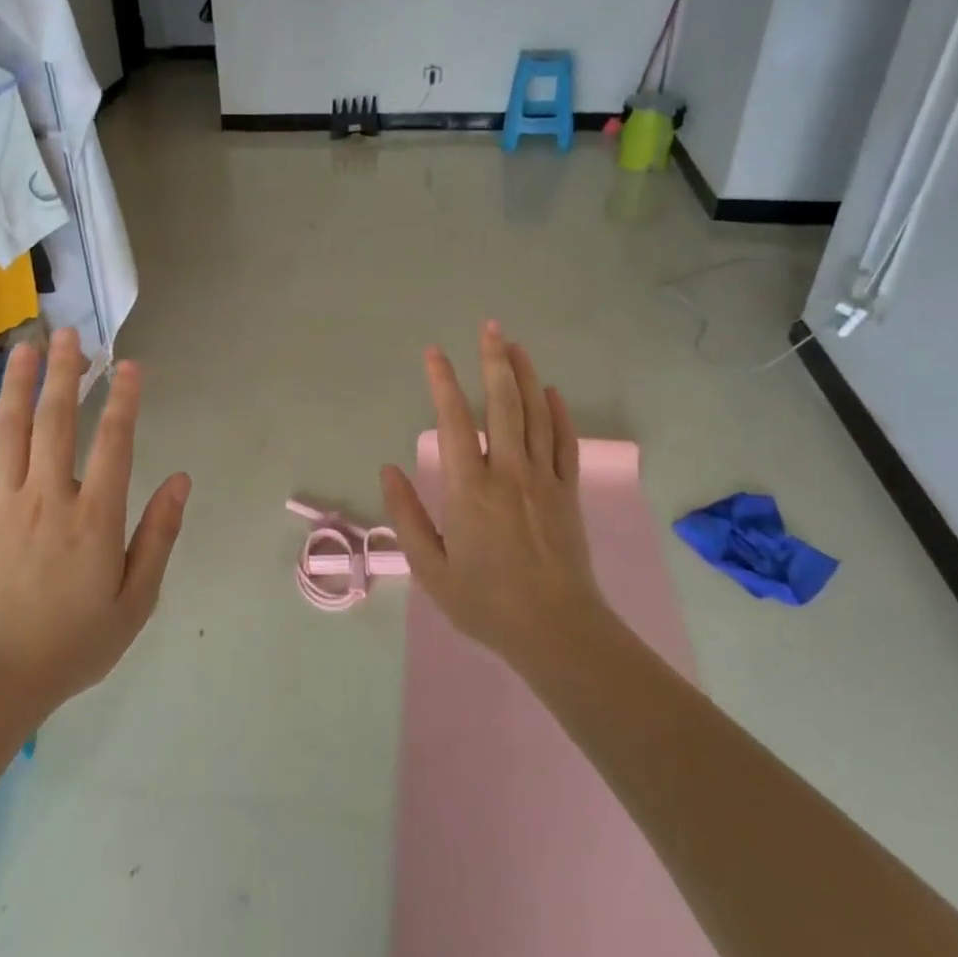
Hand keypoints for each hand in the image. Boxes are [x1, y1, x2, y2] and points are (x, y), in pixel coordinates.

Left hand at [0, 328, 191, 716]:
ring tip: (26, 347)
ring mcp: (3, 505)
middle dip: (66, 373)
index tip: (130, 365)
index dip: (124, 399)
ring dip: (19, 385)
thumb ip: (158, 535)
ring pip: (11, 431)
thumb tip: (181, 480)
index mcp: (95, 517)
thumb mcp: (136, 599)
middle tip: (71, 334)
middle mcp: (49, 497)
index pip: (114, 442)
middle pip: (57, 421)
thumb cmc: (75, 643)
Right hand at [381, 322, 604, 665]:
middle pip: (503, 404)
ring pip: (537, 414)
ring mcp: (543, 479)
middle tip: (489, 327)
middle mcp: (508, 472)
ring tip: (515, 345)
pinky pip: (565, 442)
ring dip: (526, 375)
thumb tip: (389, 470)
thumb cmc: (485, 602)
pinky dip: (559, 413)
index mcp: (469, 489)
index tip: (434, 353)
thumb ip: (407, 516)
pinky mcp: (568, 492)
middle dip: (494, 361)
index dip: (443, 382)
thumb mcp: (430, 568)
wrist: (555, 630)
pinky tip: (552, 392)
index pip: (454, 421)